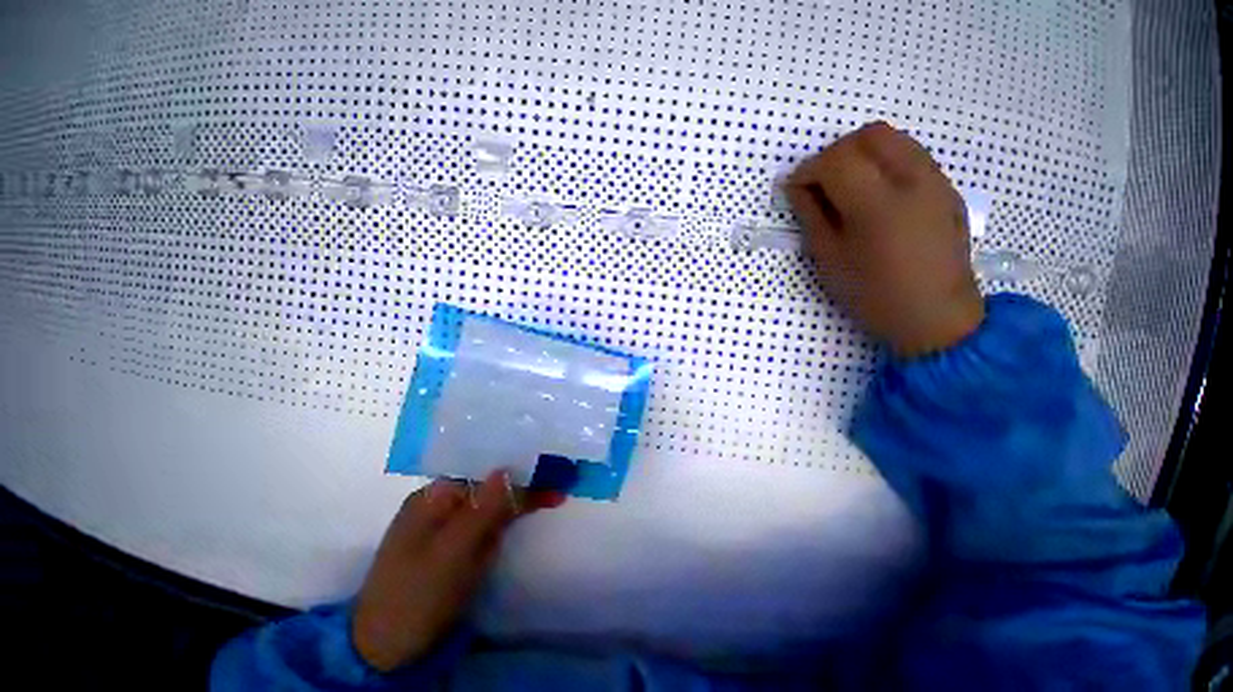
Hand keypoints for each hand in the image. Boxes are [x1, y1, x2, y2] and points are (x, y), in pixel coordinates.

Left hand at [351, 470, 565, 671]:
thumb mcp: (451, 553)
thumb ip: (480, 510)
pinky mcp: (461, 544)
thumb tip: (506, 468)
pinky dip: (514, 514)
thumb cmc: (417, 596)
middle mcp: (443, 503)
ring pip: (494, 500)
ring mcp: (452, 524)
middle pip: (490, 482)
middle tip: (562, 476)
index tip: (547, 464)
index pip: (481, 468)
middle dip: (524, 479)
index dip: (515, 464)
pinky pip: (492, 520)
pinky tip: (535, 506)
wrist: (389, 650)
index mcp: (434, 496)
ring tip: (557, 490)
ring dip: (523, 495)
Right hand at [784, 121, 983, 357]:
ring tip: (846, 187)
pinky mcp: (947, 188)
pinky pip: (912, 155)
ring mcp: (936, 180)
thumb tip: (797, 187)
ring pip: (894, 138)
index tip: (795, 190)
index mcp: (877, 204)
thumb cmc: (872, 293)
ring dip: (861, 153)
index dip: (808, 170)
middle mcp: (913, 180)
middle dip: (835, 152)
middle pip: (869, 135)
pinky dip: (884, 162)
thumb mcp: (829, 258)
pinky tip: (875, 195)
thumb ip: (811, 216)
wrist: (934, 315)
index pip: (837, 160)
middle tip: (820, 184)